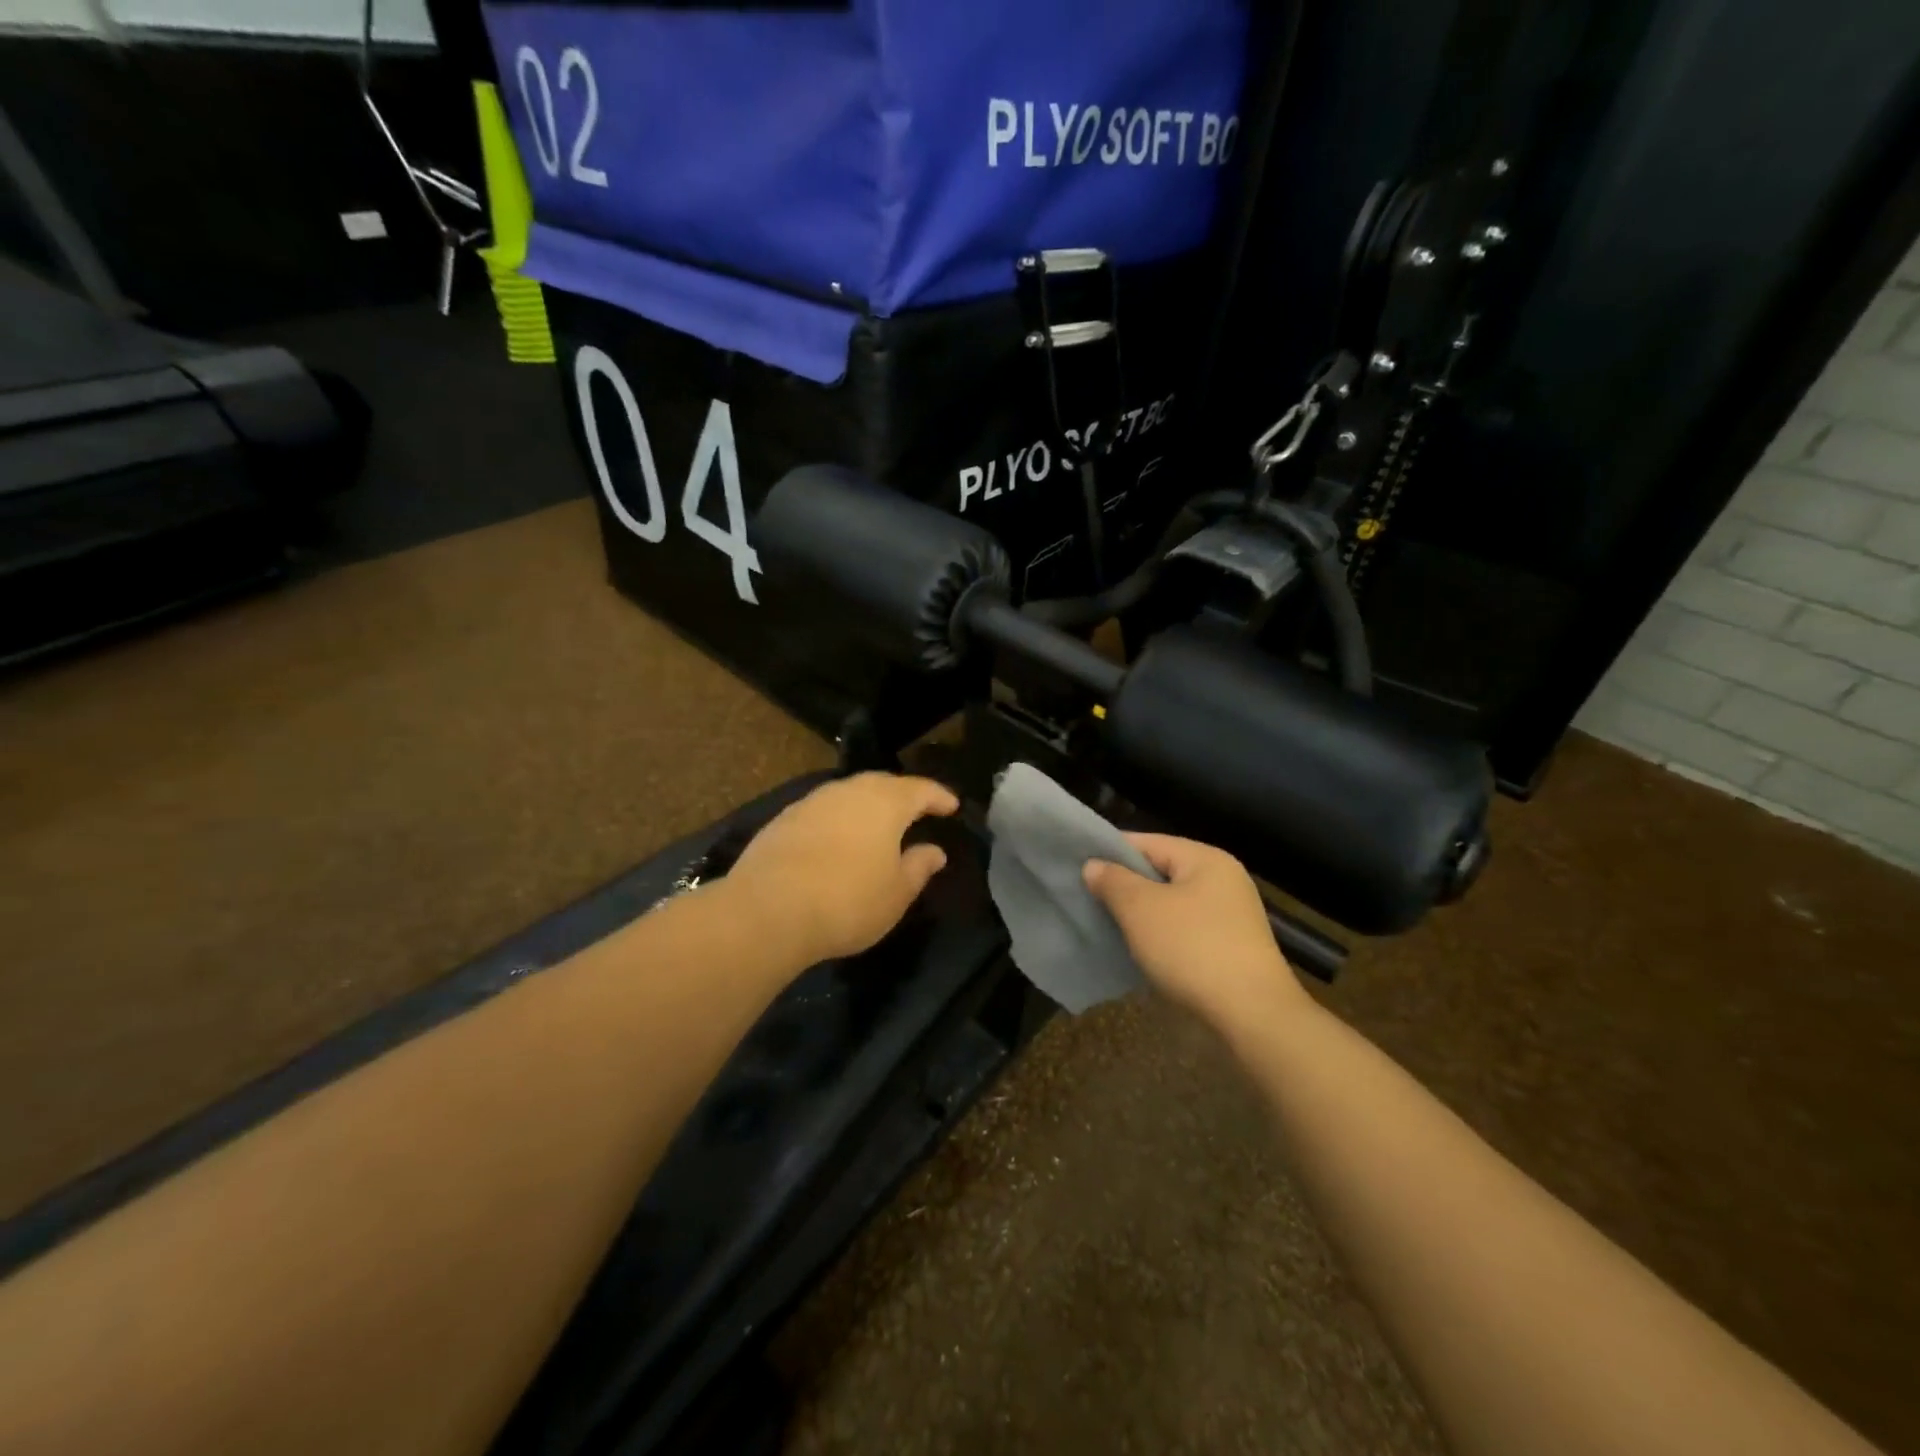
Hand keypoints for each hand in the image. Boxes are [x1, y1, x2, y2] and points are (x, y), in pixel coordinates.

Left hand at [726, 773, 959, 965]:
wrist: (768, 910)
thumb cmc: (848, 901)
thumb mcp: (897, 893)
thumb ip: (919, 867)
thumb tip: (935, 851)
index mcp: (885, 802)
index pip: (921, 789)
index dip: (939, 797)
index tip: (952, 806)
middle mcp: (849, 791)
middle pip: (882, 785)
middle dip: (902, 796)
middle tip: (916, 812)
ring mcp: (812, 802)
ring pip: (849, 795)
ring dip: (866, 807)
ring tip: (877, 827)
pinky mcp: (783, 820)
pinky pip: (823, 812)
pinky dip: (838, 821)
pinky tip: (837, 841)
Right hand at [1083, 833, 1305, 1026]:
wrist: (1252, 1015)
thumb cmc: (1192, 949)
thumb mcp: (1141, 910)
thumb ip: (1113, 881)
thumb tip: (1094, 865)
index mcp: (1205, 858)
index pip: (1147, 842)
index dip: (1110, 852)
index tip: (1078, 868)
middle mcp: (1223, 879)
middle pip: (1161, 871)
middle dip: (1125, 885)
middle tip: (1088, 899)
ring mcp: (1232, 915)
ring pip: (1172, 903)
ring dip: (1142, 914)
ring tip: (1108, 925)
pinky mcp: (1232, 947)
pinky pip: (1186, 929)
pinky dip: (1162, 935)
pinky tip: (1140, 950)